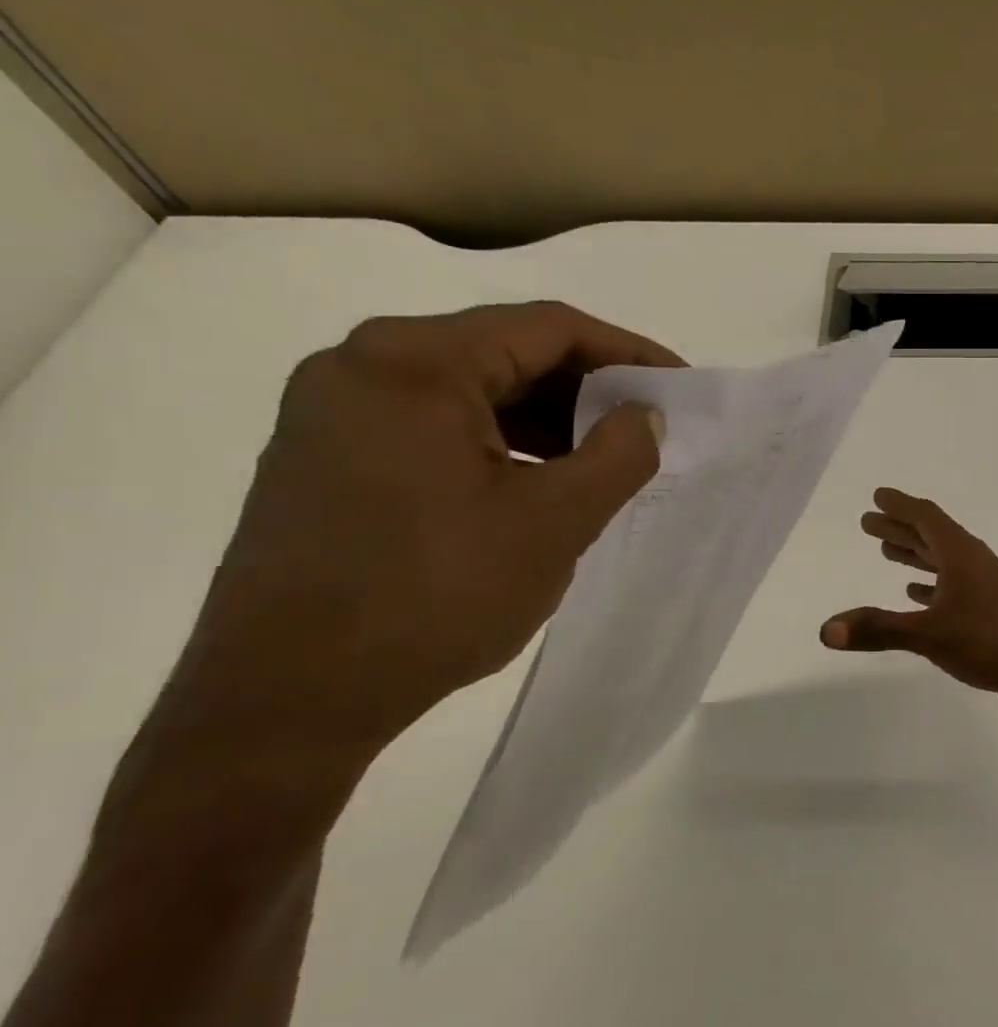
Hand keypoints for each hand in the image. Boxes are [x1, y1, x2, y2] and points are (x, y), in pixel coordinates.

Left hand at [134, 302, 682, 829]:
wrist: (289, 699)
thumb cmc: (434, 597)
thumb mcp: (554, 523)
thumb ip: (619, 455)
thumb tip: (647, 415)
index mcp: (413, 363)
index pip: (548, 327)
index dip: (629, 354)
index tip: (679, 391)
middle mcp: (362, 365)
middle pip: (506, 350)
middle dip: (588, 388)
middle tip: (647, 430)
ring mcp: (334, 411)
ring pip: (472, 389)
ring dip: (547, 418)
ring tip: (603, 461)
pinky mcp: (326, 456)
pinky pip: (436, 424)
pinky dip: (500, 441)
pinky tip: (538, 482)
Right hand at [820, 489, 997, 718]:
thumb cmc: (991, 643)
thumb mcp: (929, 635)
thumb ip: (878, 630)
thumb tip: (826, 629)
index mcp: (963, 556)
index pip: (927, 518)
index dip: (900, 505)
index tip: (878, 496)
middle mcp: (976, 564)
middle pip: (933, 536)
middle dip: (900, 528)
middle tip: (868, 523)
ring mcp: (988, 587)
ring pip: (945, 561)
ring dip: (916, 555)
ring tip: (887, 551)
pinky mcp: (994, 611)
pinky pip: (956, 587)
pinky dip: (933, 585)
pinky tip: (916, 594)